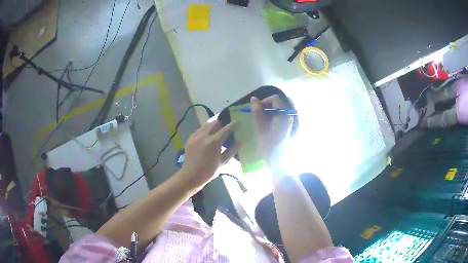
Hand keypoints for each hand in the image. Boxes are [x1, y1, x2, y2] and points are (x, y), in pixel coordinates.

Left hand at [180, 120, 238, 189]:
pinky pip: (199, 130)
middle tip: (225, 129)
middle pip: (215, 123)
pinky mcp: (190, 138)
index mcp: (214, 142)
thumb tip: (240, 141)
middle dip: (222, 124)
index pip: (226, 129)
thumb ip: (232, 150)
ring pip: (206, 125)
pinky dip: (204, 131)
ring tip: (216, 132)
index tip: (238, 122)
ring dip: (212, 126)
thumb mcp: (223, 162)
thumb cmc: (209, 171)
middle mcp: (204, 135)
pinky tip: (206, 137)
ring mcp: (196, 136)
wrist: (191, 175)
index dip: (233, 124)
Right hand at [251, 95, 292, 163]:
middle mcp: (288, 116)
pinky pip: (279, 115)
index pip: (275, 99)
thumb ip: (257, 112)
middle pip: (277, 103)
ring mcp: (288, 121)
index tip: (255, 107)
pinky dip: (271, 116)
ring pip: (278, 109)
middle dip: (266, 105)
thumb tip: (253, 99)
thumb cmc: (268, 145)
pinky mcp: (286, 126)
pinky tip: (264, 123)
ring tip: (259, 118)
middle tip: (256, 112)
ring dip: (268, 110)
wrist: (276, 160)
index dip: (264, 101)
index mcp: (283, 115)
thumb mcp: (260, 127)